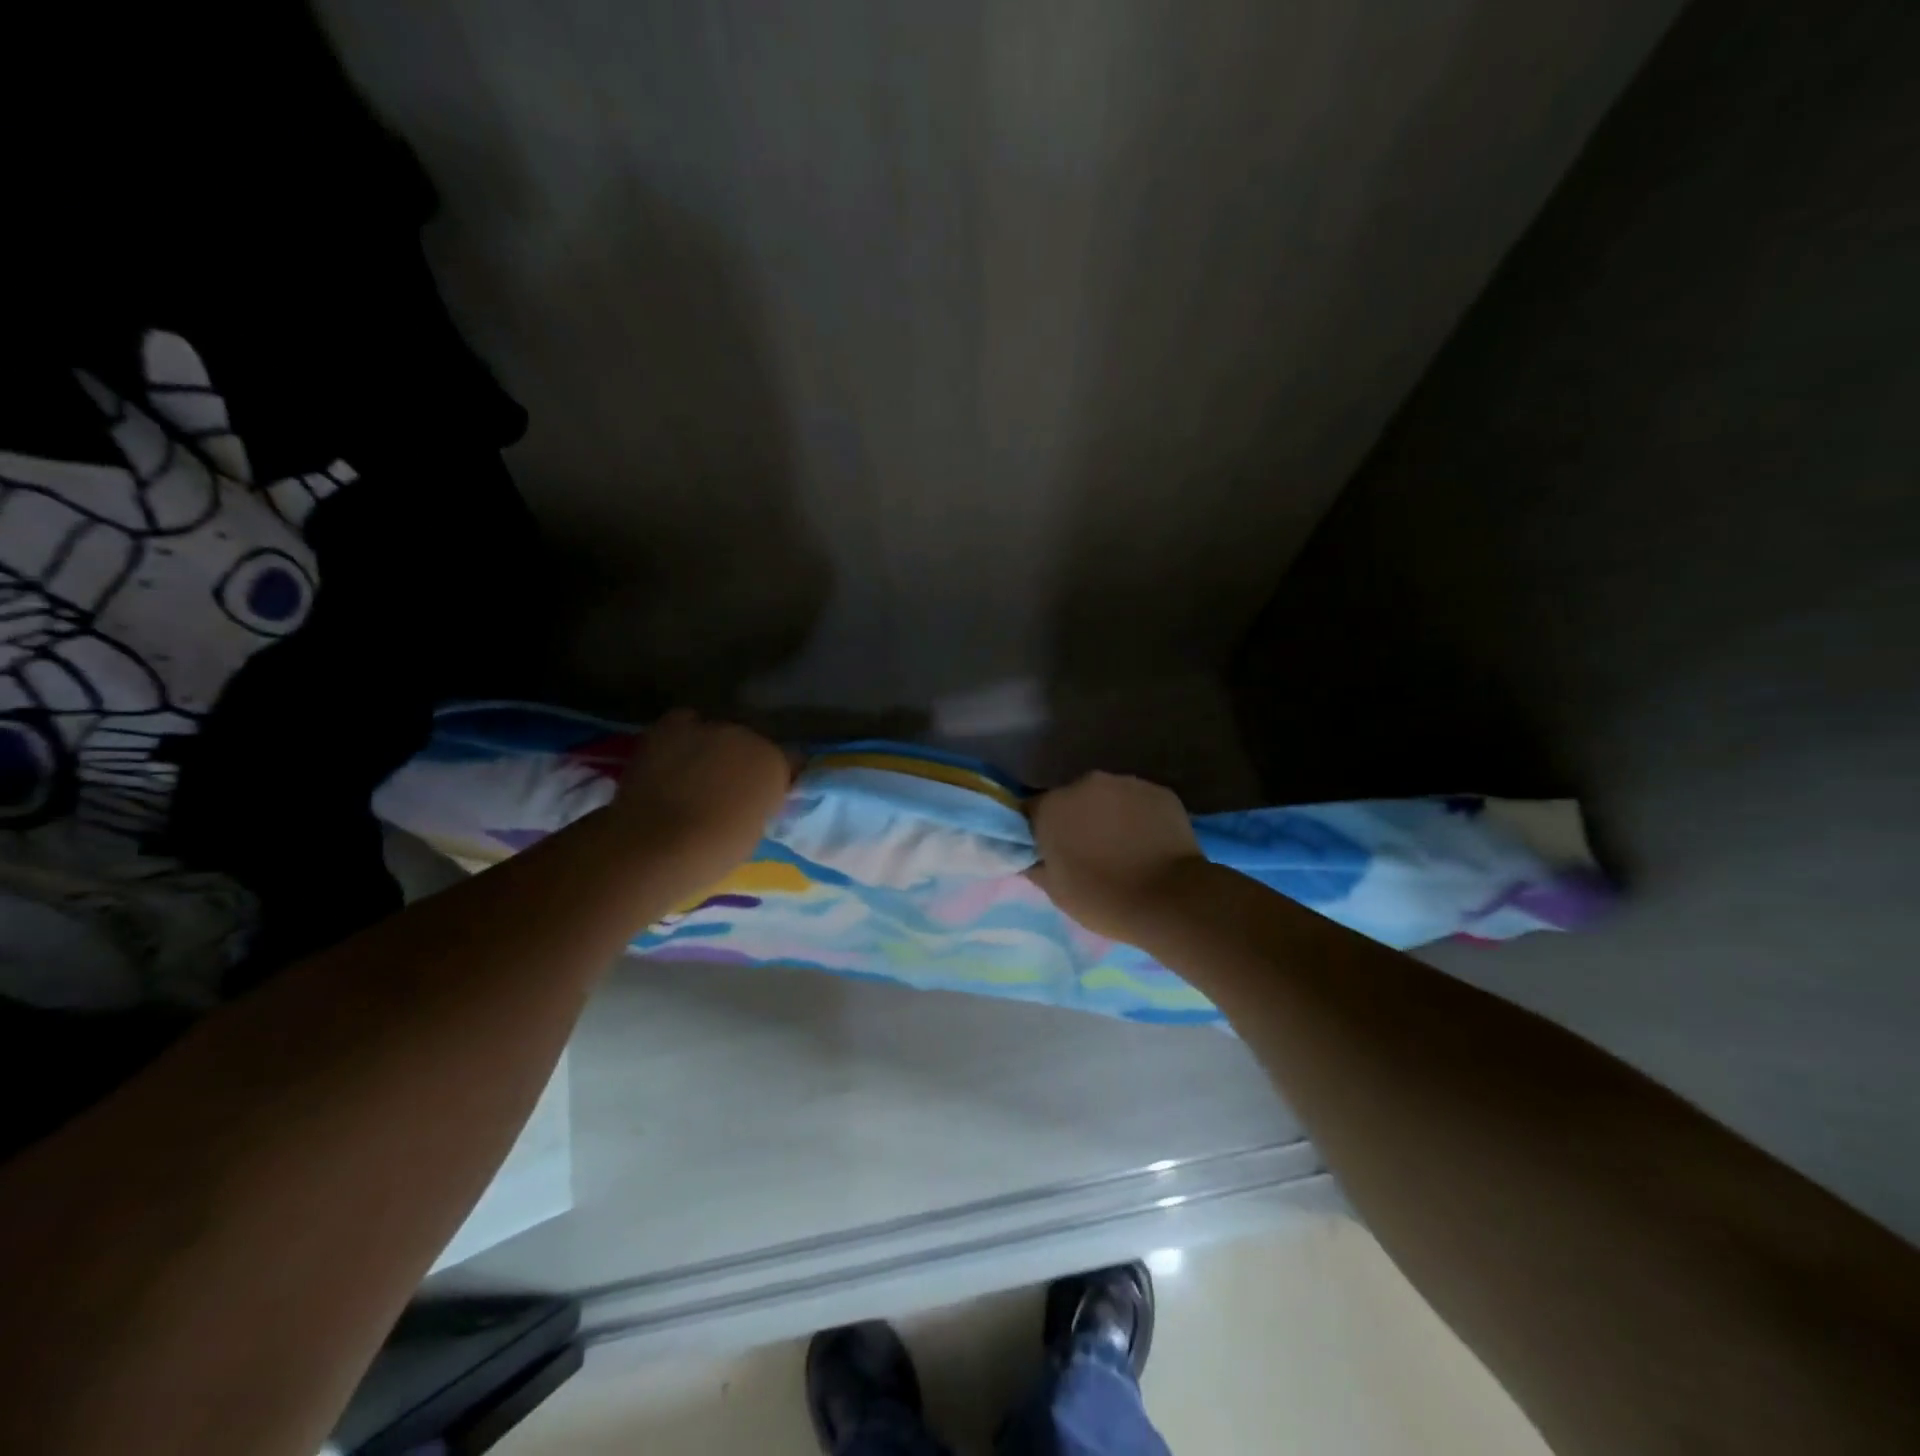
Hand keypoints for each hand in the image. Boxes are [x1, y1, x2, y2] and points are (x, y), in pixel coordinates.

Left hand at [611, 710, 791, 895]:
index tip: (764, 797)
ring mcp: (708, 727)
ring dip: (710, 750)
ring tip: (693, 774)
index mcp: (775, 764)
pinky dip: (681, 736)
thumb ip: (757, 804)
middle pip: (749, 744)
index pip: (788, 762)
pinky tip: (672, 757)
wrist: (658, 843)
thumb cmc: (714, 851)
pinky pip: (683, 723)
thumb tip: (748, 800)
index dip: (775, 779)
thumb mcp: (753, 830)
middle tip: (725, 789)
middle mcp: (747, 736)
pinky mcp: (670, 727)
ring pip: (716, 733)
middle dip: (740, 762)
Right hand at [1026, 772, 1207, 942]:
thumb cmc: (1103, 898)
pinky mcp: (1159, 791)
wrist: (1170, 899)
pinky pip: (1138, 801)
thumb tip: (1027, 855)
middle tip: (1088, 851)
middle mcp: (1085, 784)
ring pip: (1107, 797)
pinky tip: (1147, 842)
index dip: (1039, 830)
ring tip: (1122, 847)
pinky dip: (1138, 816)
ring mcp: (1126, 783)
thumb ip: (1034, 864)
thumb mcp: (1055, 891)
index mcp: (1052, 806)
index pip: (1033, 810)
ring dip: (1108, 814)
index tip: (1050, 851)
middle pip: (1072, 798)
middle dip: (1076, 818)